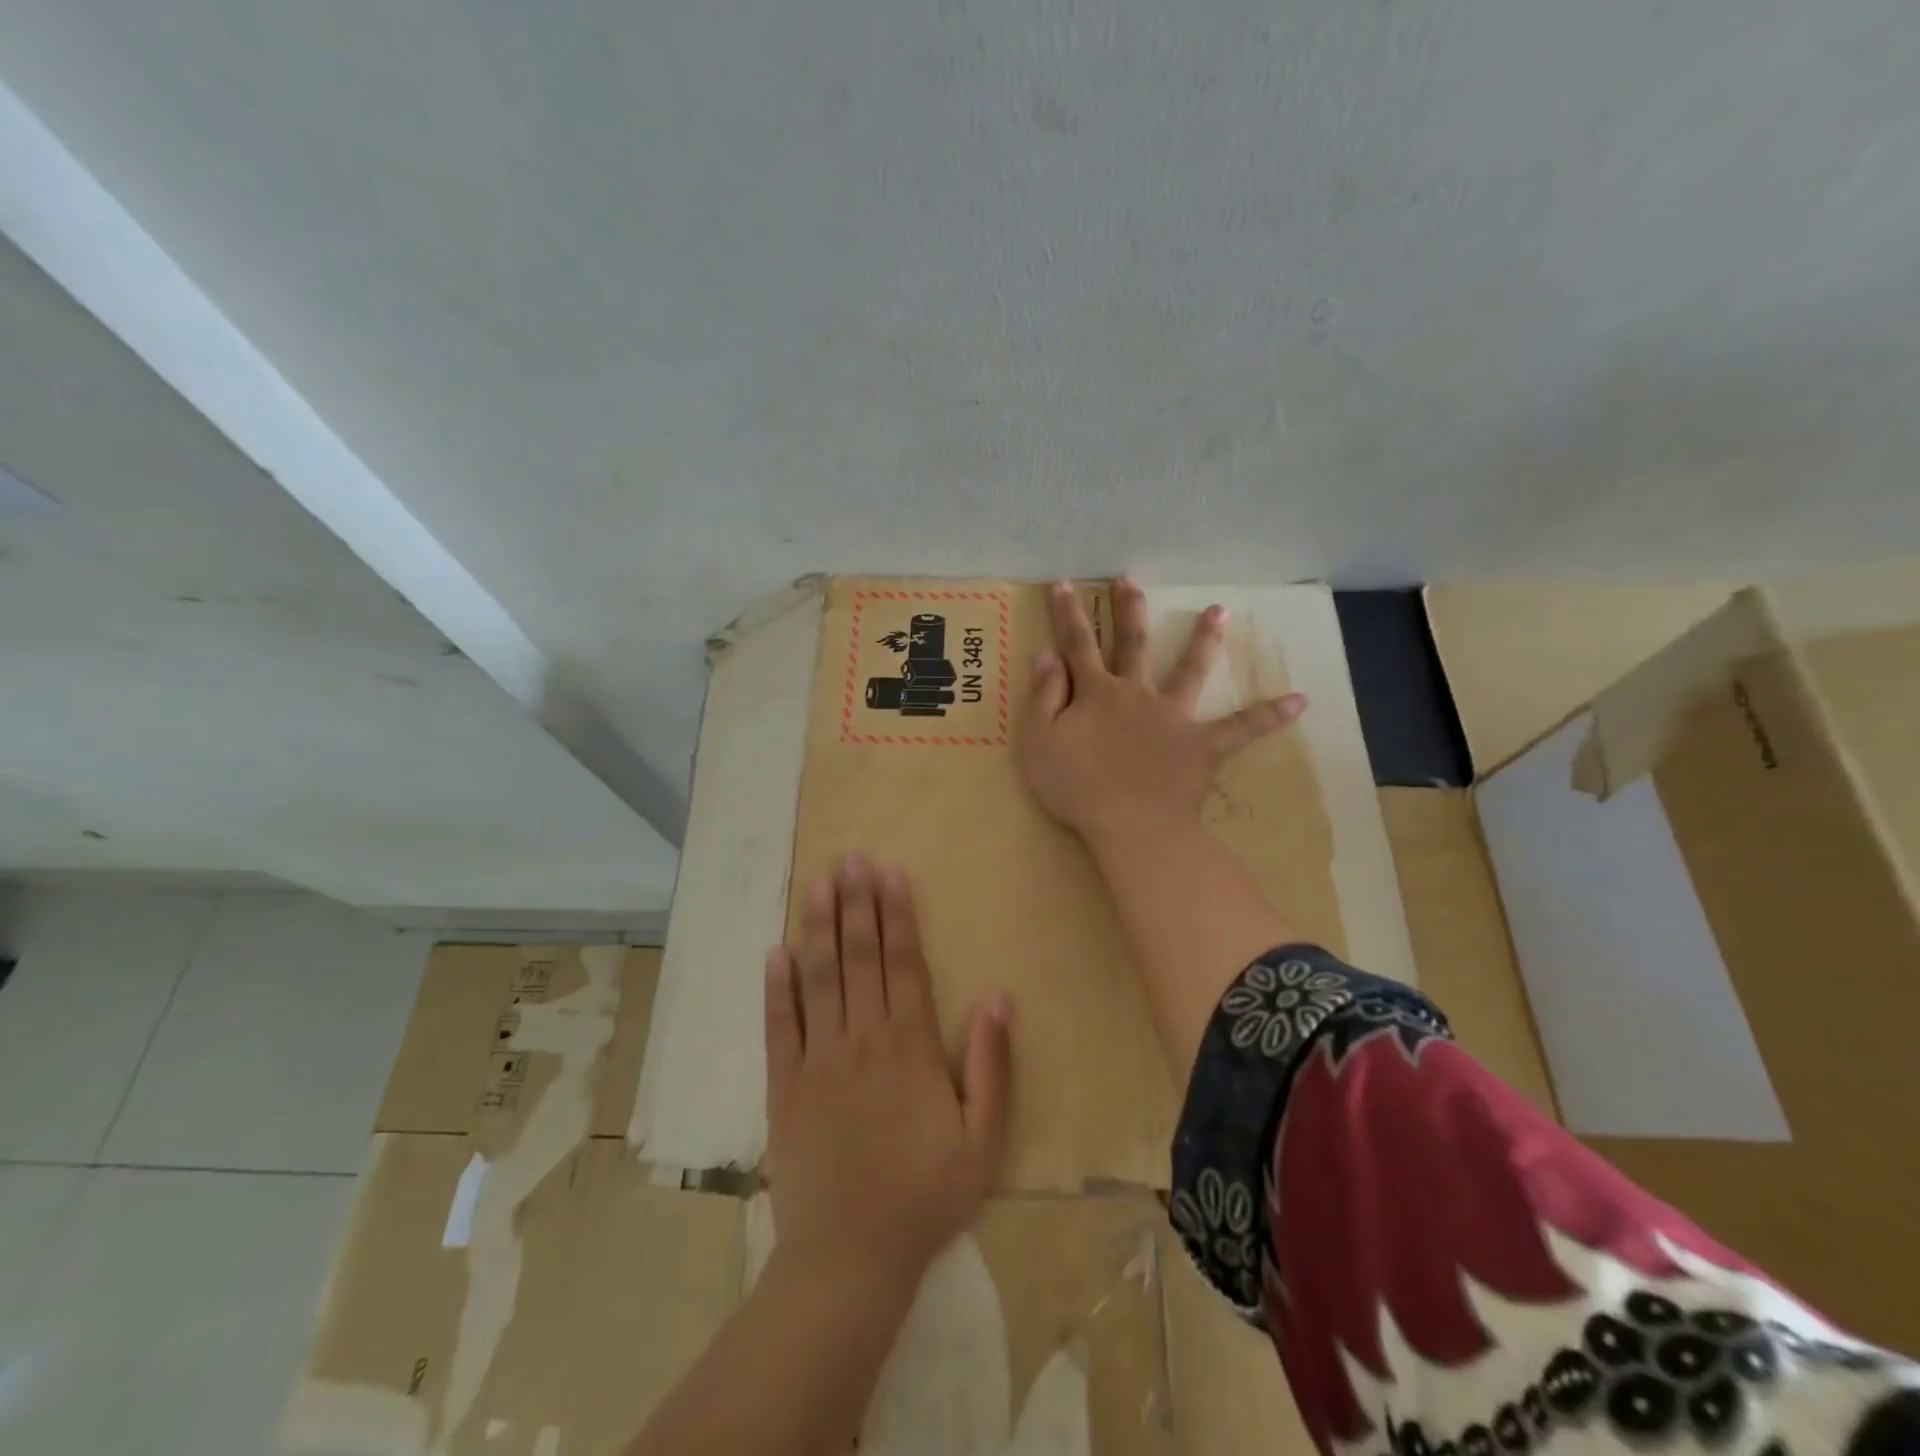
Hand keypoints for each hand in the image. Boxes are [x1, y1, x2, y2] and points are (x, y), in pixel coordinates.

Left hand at [764, 854, 1011, 1293]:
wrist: (850, 1259)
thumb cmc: (925, 1198)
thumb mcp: (983, 1141)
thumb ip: (991, 1066)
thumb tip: (998, 997)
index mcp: (910, 1047)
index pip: (903, 964)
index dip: (897, 915)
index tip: (891, 874)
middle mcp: (861, 1039)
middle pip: (859, 957)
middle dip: (855, 904)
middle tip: (849, 859)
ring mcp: (817, 1059)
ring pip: (818, 979)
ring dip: (818, 929)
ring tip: (816, 884)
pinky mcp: (784, 1085)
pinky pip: (779, 1026)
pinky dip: (776, 987)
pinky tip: (774, 952)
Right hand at [1019, 579, 1307, 843]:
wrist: (1131, 826)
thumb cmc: (1076, 787)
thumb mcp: (1039, 742)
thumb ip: (1043, 696)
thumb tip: (1047, 655)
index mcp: (1096, 693)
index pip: (1077, 645)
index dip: (1067, 614)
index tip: (1063, 583)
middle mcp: (1137, 694)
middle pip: (1133, 644)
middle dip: (1130, 611)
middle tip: (1130, 581)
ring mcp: (1173, 717)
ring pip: (1190, 671)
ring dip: (1203, 640)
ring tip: (1219, 611)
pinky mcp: (1203, 746)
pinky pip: (1241, 728)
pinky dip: (1268, 715)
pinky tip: (1299, 701)